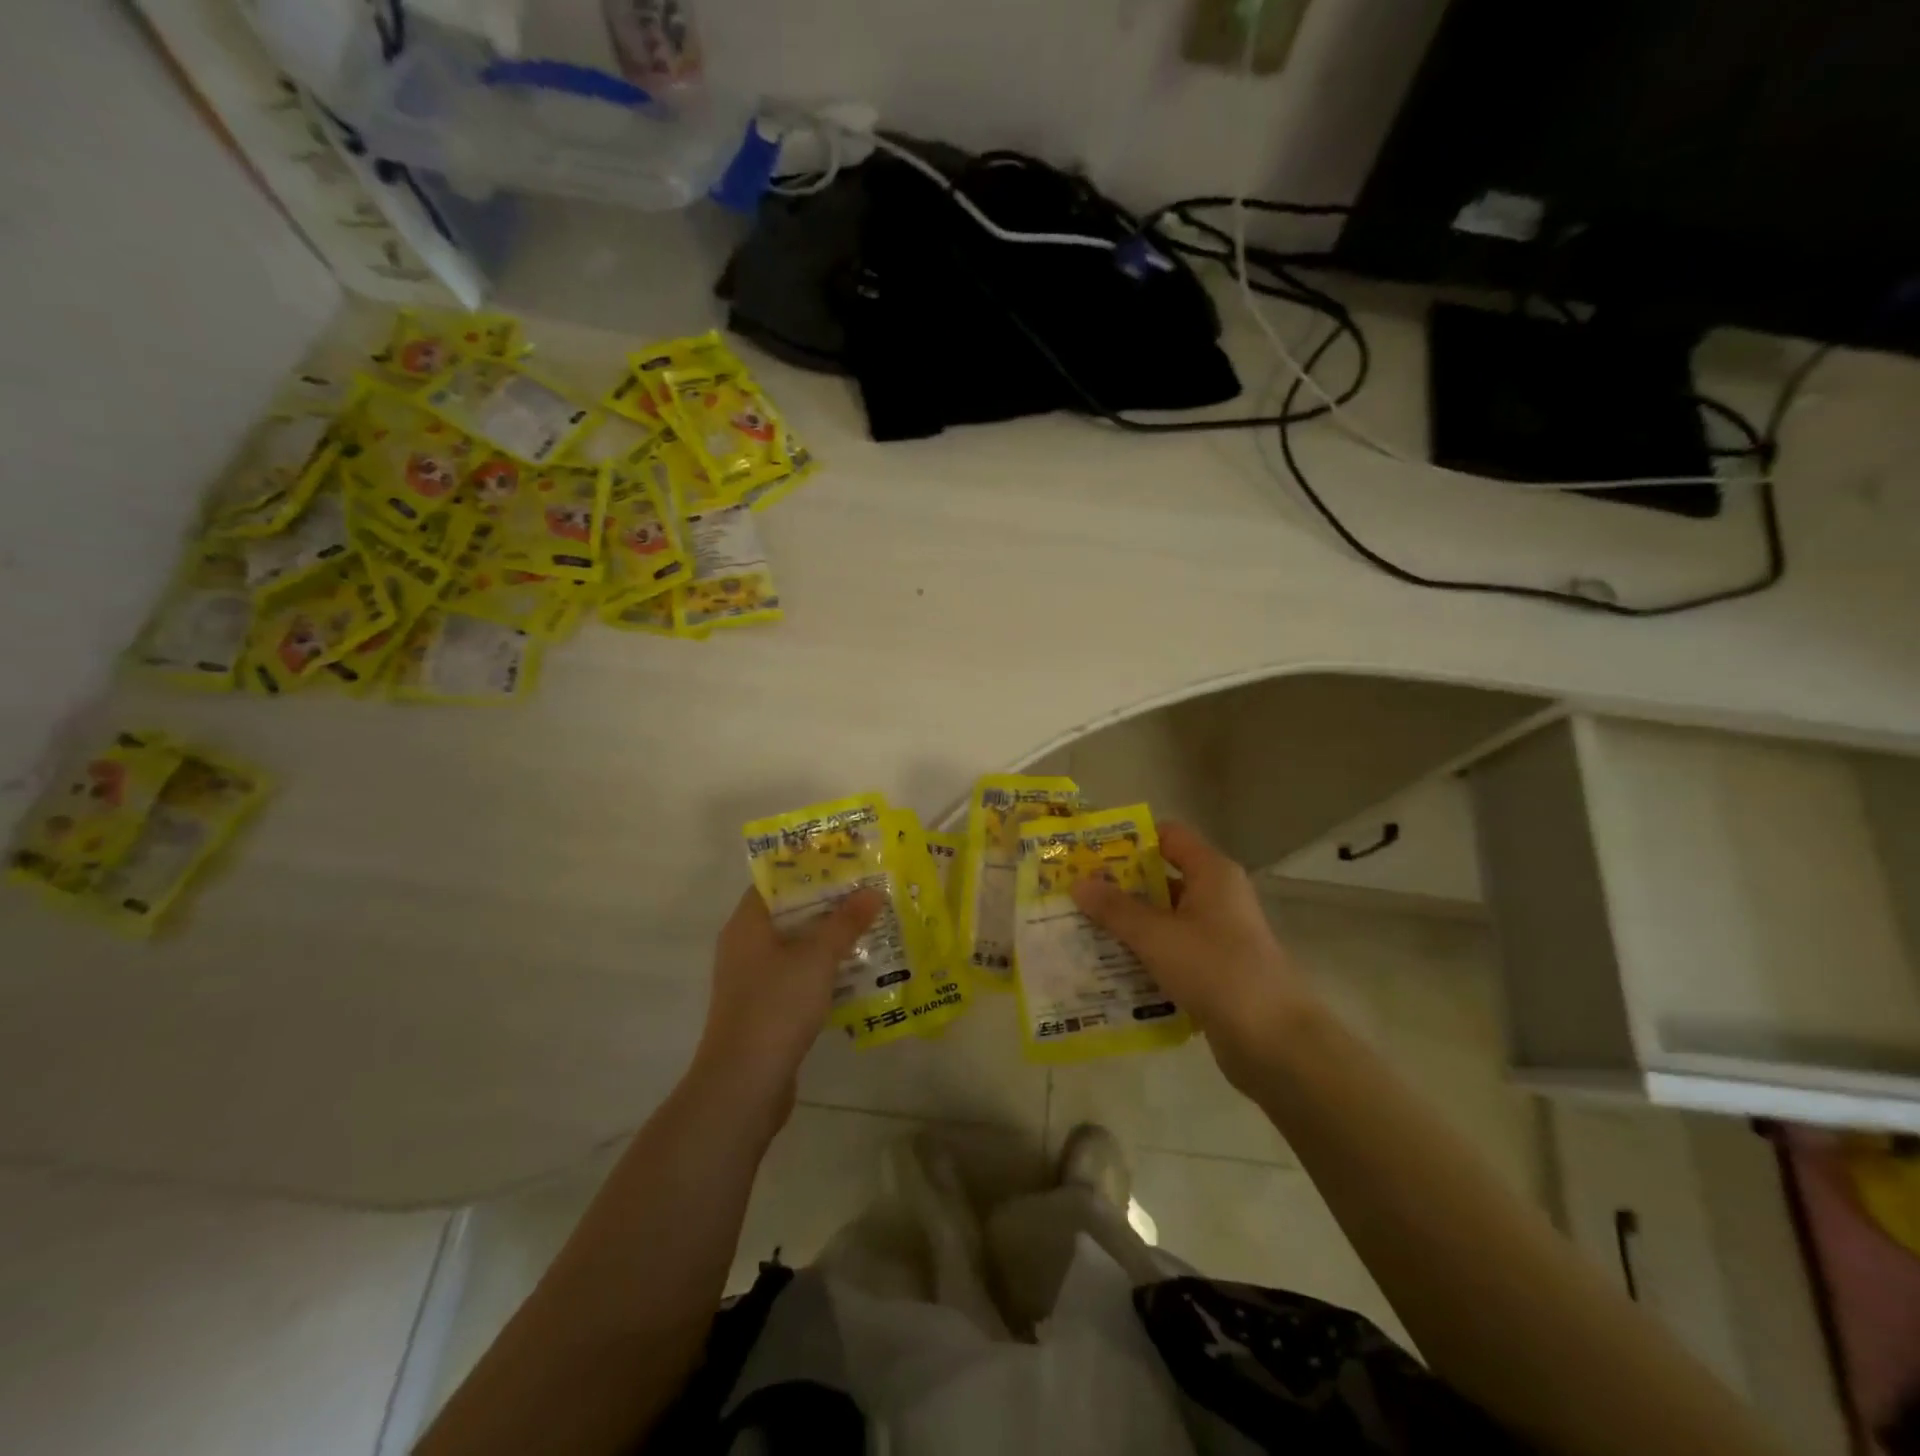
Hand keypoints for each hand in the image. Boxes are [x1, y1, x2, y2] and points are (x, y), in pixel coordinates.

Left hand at [690, 886, 881, 1127]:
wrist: (744, 1084)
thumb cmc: (776, 1006)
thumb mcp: (817, 958)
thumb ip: (845, 922)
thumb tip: (871, 891)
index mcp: (747, 924)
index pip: (775, 881)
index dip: (809, 869)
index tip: (845, 862)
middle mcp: (744, 946)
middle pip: (789, 913)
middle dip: (828, 904)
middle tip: (867, 893)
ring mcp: (752, 980)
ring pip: (795, 947)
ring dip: (829, 939)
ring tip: (870, 928)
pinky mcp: (764, 1009)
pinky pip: (797, 977)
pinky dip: (823, 971)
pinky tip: (856, 973)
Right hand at [1071, 822, 1320, 1091]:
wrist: (1274, 1041)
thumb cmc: (1216, 970)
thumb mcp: (1157, 936)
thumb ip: (1116, 909)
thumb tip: (1078, 882)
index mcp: (1211, 873)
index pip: (1168, 836)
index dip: (1130, 840)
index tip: (1090, 853)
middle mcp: (1217, 896)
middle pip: (1161, 878)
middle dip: (1119, 887)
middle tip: (1075, 894)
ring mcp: (1218, 935)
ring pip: (1164, 919)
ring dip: (1127, 925)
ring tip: (1081, 931)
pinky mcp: (1215, 969)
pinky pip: (1171, 951)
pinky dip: (1144, 955)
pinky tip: (1109, 968)